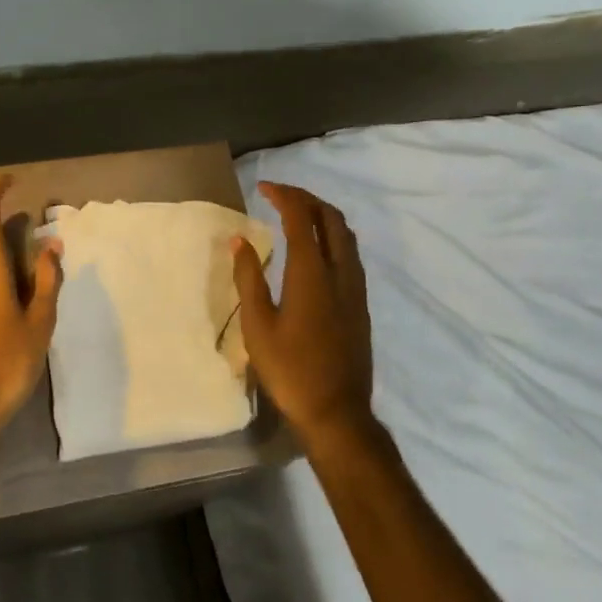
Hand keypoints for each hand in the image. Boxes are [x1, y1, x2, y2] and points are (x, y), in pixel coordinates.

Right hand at [232, 181, 374, 453]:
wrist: (337, 414)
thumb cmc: (290, 370)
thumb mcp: (258, 326)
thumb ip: (249, 278)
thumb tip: (239, 240)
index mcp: (312, 273)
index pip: (301, 218)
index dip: (284, 196)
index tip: (264, 187)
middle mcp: (340, 272)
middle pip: (331, 218)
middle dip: (307, 198)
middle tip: (280, 195)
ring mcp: (355, 288)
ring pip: (346, 235)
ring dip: (322, 215)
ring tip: (297, 215)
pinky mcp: (361, 304)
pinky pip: (350, 254)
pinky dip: (332, 236)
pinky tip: (316, 250)